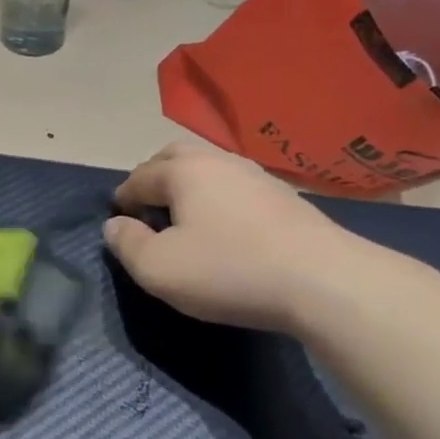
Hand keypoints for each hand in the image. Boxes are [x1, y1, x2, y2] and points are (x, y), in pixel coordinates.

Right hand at [103, 140, 366, 333]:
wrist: (324, 280)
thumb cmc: (228, 270)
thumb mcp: (158, 269)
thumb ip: (126, 244)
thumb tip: (115, 226)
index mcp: (183, 171)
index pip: (139, 177)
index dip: (122, 200)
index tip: (118, 222)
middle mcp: (218, 161)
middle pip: (174, 157)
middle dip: (154, 178)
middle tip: (148, 209)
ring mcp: (257, 176)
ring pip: (209, 170)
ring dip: (189, 187)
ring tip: (185, 220)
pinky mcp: (285, 197)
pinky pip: (236, 188)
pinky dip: (219, 200)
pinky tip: (225, 228)